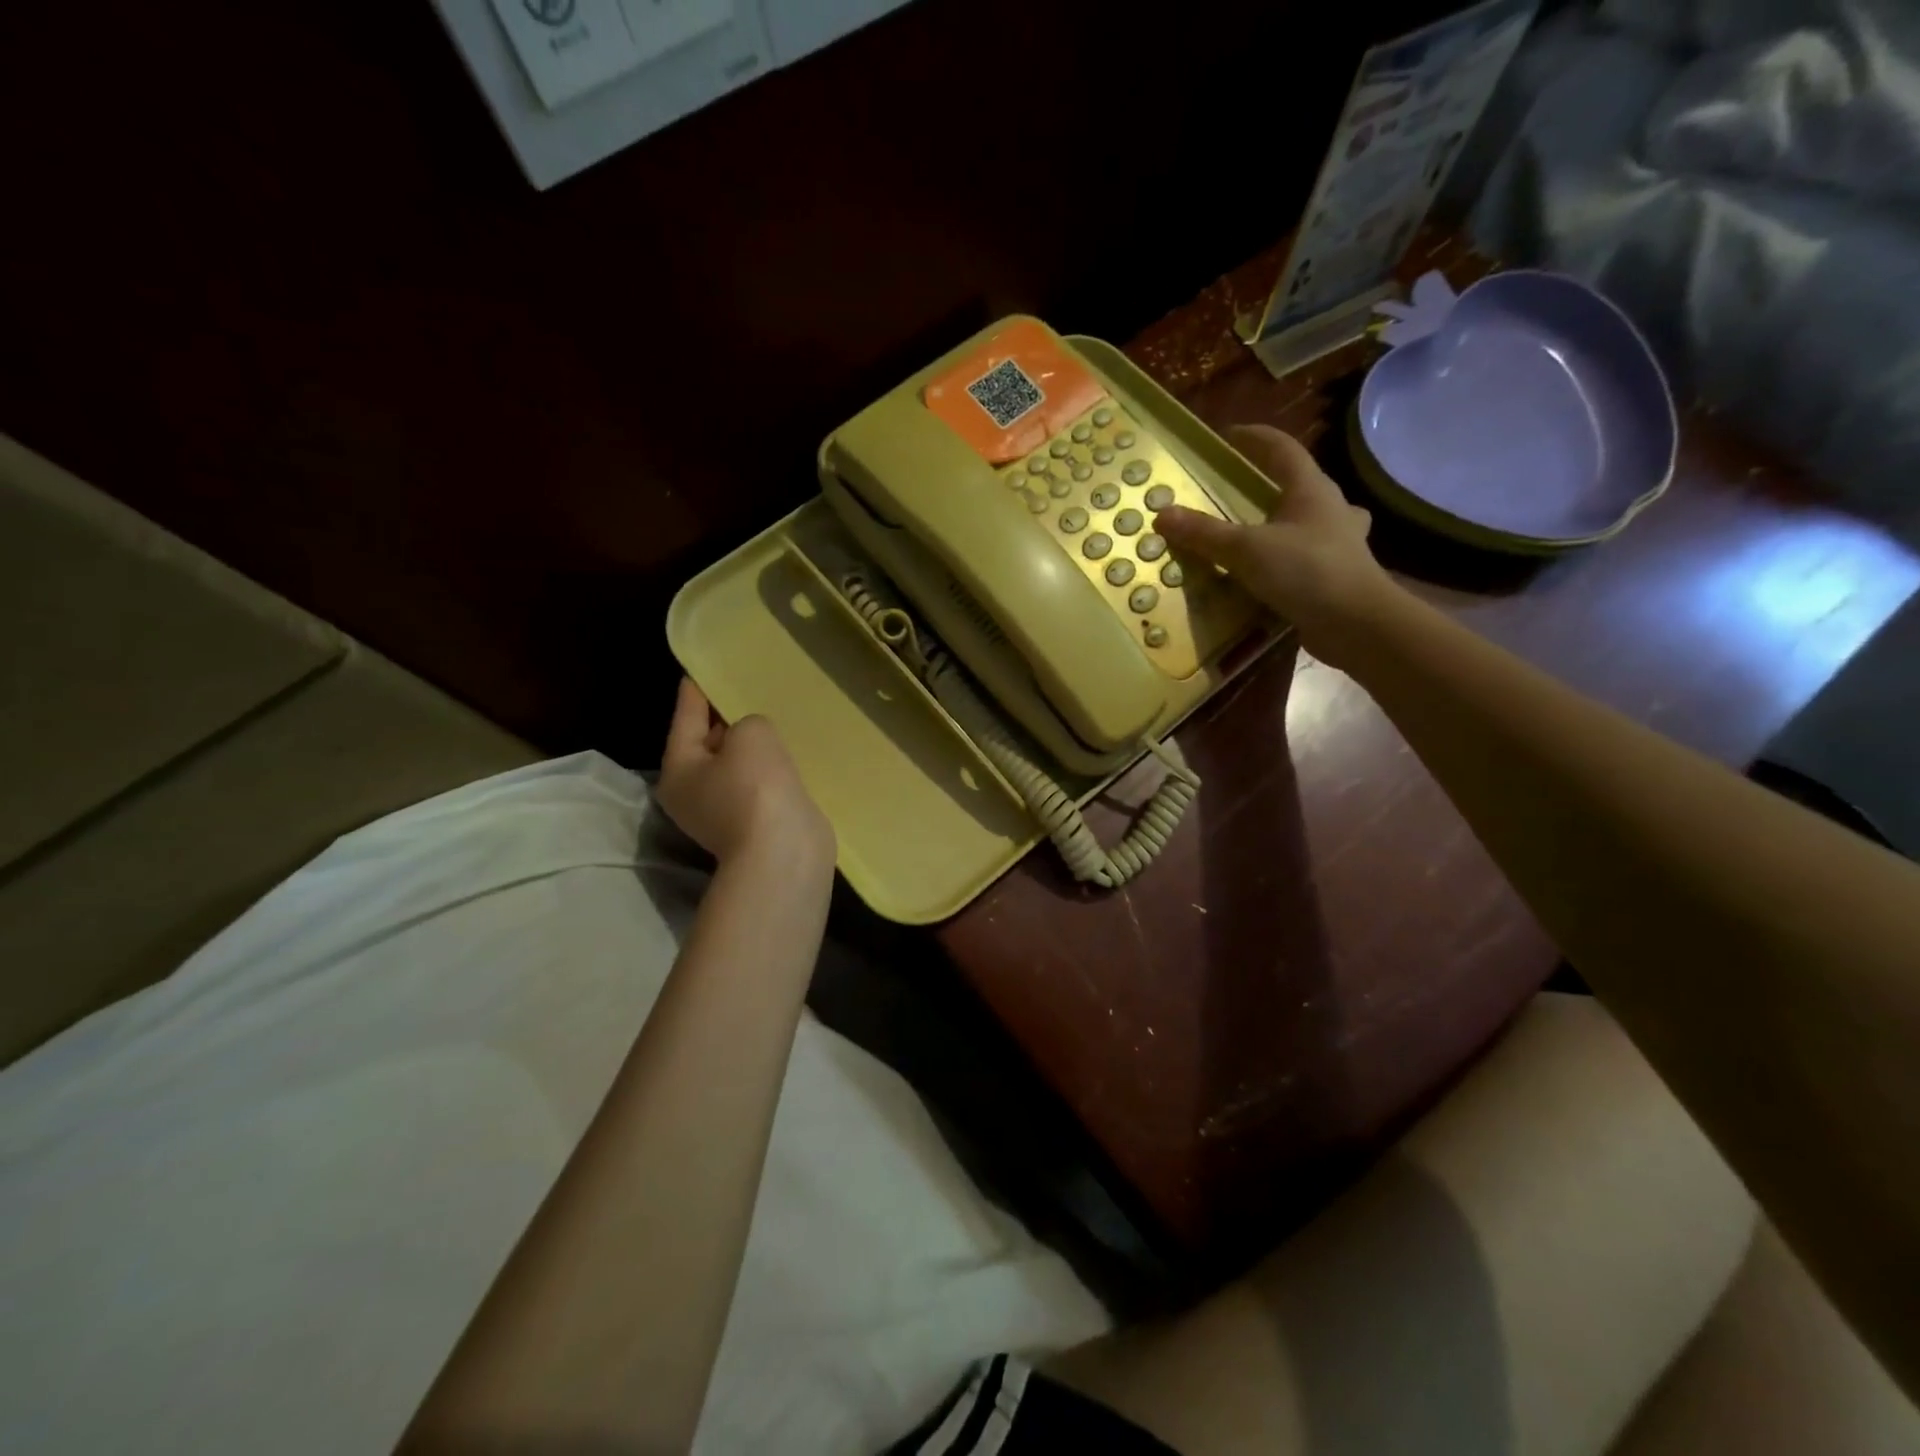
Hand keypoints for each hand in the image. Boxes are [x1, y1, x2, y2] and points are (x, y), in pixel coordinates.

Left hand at [659, 679, 833, 869]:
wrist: (785, 854)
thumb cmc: (756, 788)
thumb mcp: (751, 735)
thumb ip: (749, 723)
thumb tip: (753, 740)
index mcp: (679, 770)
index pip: (685, 717)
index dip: (695, 690)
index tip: (701, 669)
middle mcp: (693, 794)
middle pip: (706, 745)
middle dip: (725, 720)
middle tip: (746, 690)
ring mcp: (724, 814)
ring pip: (735, 768)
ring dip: (751, 748)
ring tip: (772, 720)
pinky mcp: (755, 826)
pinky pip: (759, 786)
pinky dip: (770, 770)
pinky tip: (788, 754)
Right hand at [1153, 424, 1403, 665]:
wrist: (1357, 624)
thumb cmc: (1306, 571)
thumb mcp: (1246, 550)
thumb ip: (1205, 533)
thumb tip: (1163, 514)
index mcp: (1311, 490)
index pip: (1282, 449)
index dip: (1255, 438)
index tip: (1228, 435)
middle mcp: (1330, 509)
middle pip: (1299, 484)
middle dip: (1271, 482)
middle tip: (1241, 489)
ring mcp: (1338, 543)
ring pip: (1309, 520)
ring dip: (1285, 521)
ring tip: (1259, 530)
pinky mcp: (1336, 575)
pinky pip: (1306, 556)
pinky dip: (1286, 558)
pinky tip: (1270, 572)